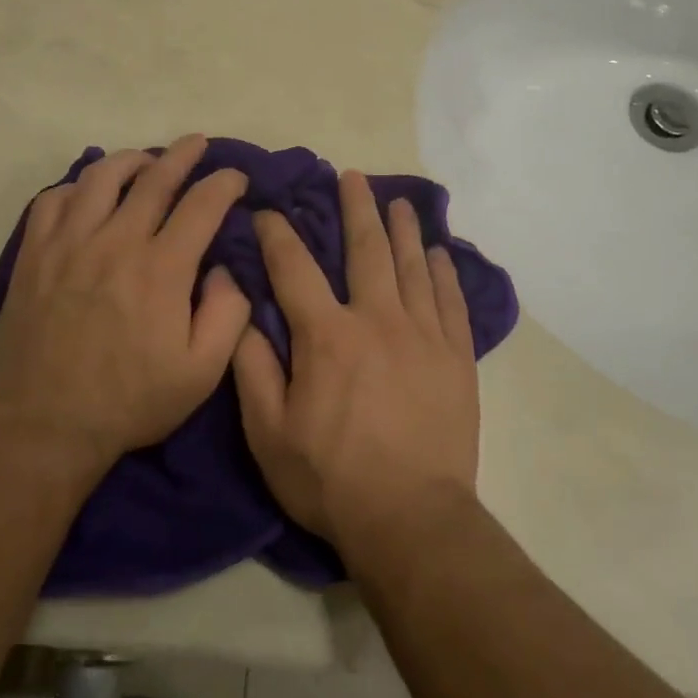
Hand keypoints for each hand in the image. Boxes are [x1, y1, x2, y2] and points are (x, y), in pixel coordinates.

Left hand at [0, 135, 251, 464]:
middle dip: (182, 154)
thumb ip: (228, 313)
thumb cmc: (132, 400)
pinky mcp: (33, 256)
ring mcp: (68, 244)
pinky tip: (87, 195)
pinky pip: (52, 200)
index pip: (202, 204)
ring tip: (144, 162)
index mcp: (162, 269)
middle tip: (197, 143)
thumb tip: (225, 269)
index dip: (224, 183)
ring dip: (130, 161)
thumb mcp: (202, 372)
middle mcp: (116, 242)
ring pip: (100, 177)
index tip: (235, 178)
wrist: (46, 424)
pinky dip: (75, 187)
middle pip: (154, 178)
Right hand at [232, 170, 478, 544]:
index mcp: (327, 335)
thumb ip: (253, 367)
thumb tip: (240, 311)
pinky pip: (451, 301)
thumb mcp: (269, 432)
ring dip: (403, 229)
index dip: (277, 233)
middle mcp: (378, 320)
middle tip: (352, 176)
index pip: (295, 267)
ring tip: (399, 201)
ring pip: (413, 266)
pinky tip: (440, 253)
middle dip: (356, 208)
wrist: (411, 521)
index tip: (268, 210)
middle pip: (366, 249)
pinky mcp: (457, 358)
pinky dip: (444, 273)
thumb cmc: (330, 479)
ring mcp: (424, 335)